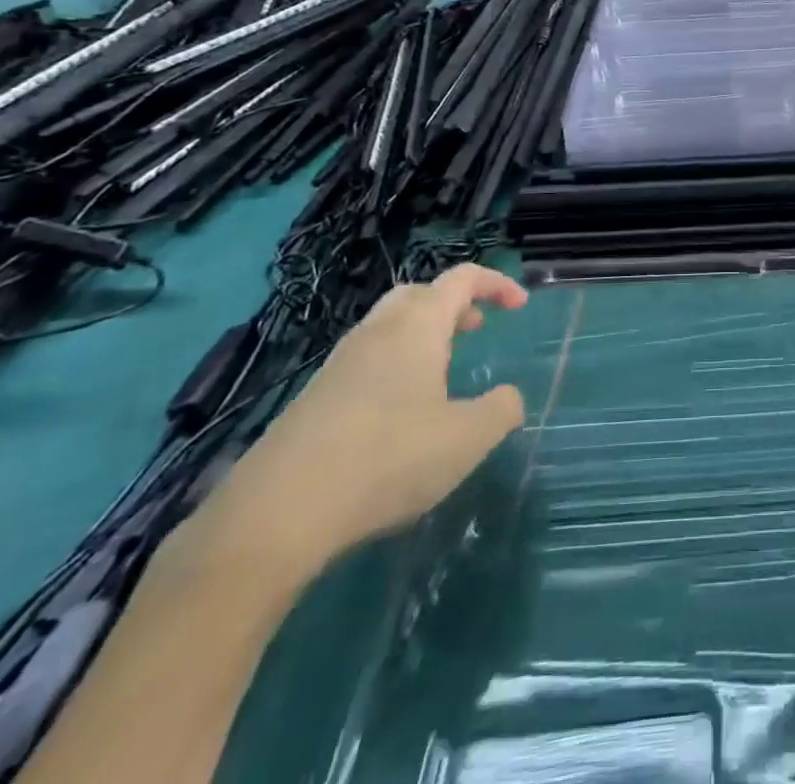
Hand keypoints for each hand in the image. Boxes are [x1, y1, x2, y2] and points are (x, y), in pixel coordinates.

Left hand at [199, 265, 527, 577]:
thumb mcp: (467, 439)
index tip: (519, 305)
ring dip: (421, 336)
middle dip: (451, 303)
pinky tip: (399, 415)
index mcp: (417, 327)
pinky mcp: (312, 400)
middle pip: (417, 294)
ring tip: (442, 373)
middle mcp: (376, 333)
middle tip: (475, 328)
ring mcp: (338, 365)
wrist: (275, 515)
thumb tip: (508, 397)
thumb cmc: (387, 459)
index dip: (496, 283)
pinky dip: (393, 368)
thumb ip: (501, 410)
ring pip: (387, 328)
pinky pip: (364, 363)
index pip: (462, 279)